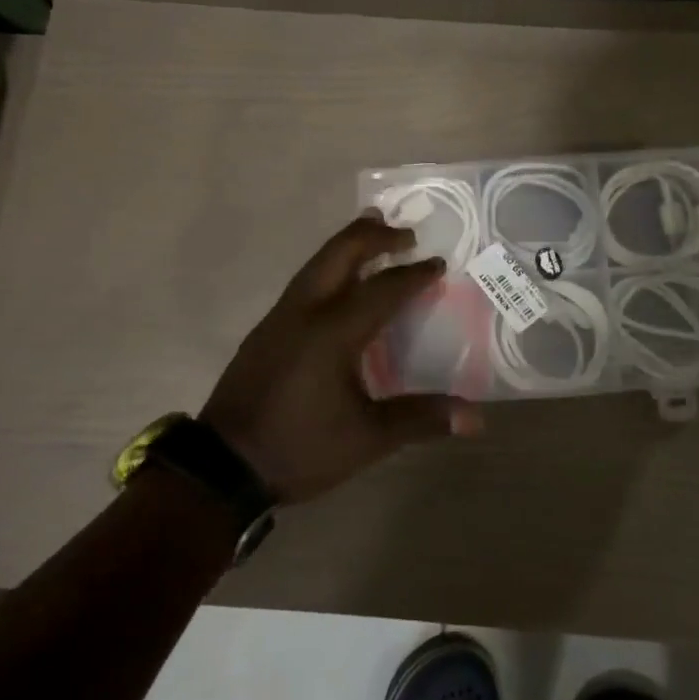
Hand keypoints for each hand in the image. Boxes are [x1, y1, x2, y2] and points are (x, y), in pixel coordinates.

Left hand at [200, 213, 484, 502]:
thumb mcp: (366, 439)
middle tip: (406, 233)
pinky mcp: (266, 329)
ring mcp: (280, 316)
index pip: (382, 289)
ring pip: (317, 262)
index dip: (414, 274)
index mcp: (332, 332)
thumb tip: (476, 417)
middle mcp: (304, 311)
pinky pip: (304, 280)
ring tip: (373, 234)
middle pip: (340, 253)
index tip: (438, 262)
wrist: (223, 466)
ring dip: (348, 245)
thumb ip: (420, 419)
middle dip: (374, 236)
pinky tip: (339, 282)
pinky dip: (329, 266)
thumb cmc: (299, 448)